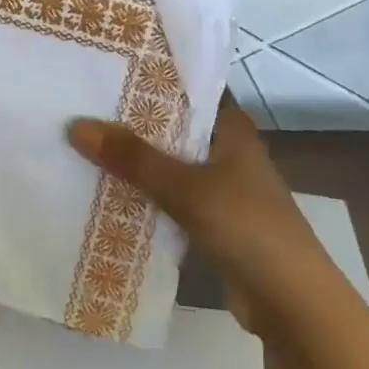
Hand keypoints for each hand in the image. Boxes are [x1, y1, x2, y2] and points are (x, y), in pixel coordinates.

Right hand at [67, 96, 344, 331]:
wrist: (291, 304)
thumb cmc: (248, 228)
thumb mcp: (186, 187)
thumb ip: (133, 158)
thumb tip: (76, 126)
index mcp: (233, 130)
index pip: (192, 88)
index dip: (156, 75)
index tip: (112, 64)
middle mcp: (227, 152)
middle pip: (174, 125)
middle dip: (133, 117)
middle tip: (82, 101)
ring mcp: (220, 188)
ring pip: (169, 163)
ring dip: (134, 158)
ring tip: (84, 139)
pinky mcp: (211, 221)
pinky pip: (168, 197)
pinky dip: (142, 193)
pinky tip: (105, 189)